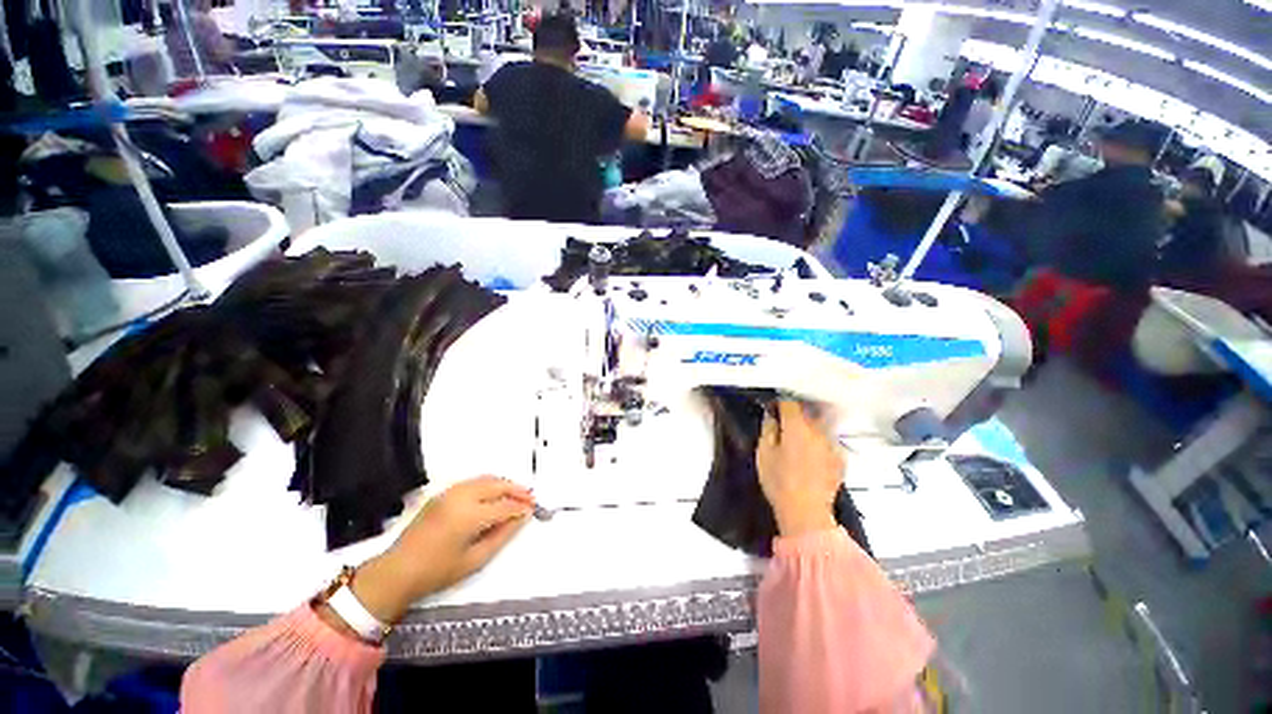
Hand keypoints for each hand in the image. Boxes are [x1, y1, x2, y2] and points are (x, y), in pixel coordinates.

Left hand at [343, 477, 534, 626]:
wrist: (397, 571)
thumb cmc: (436, 571)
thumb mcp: (474, 560)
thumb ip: (501, 536)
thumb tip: (520, 518)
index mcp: (469, 516)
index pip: (504, 506)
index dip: (520, 507)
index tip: (532, 509)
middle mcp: (461, 498)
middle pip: (497, 485)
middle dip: (516, 489)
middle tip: (530, 497)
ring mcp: (450, 493)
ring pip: (485, 479)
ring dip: (503, 484)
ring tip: (516, 493)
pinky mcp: (443, 493)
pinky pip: (473, 481)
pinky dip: (488, 483)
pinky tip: (494, 493)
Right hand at [755, 401, 843, 537]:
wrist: (806, 512)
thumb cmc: (779, 481)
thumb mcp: (763, 454)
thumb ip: (768, 430)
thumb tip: (772, 417)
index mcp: (796, 426)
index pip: (789, 403)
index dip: (779, 403)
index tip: (772, 410)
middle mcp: (818, 430)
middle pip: (807, 412)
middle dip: (795, 415)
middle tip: (784, 426)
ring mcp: (832, 445)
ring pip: (819, 427)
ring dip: (808, 429)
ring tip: (798, 442)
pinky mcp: (840, 459)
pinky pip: (827, 443)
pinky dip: (819, 444)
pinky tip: (811, 457)